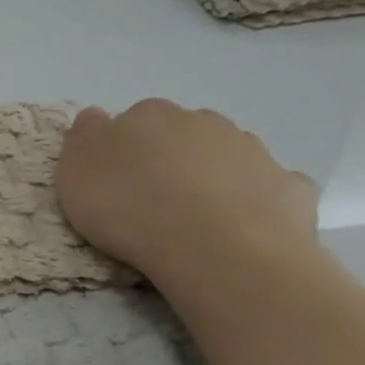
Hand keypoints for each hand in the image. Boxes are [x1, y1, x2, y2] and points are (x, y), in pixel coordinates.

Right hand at [56, 99, 318, 290]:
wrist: (216, 248)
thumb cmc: (130, 207)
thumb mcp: (76, 172)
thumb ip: (84, 138)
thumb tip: (96, 117)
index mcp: (150, 115)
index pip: (132, 120)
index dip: (123, 149)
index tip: (115, 181)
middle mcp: (203, 122)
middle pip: (181, 135)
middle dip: (170, 159)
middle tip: (153, 200)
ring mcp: (252, 151)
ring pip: (225, 156)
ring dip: (212, 176)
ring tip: (195, 219)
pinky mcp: (289, 187)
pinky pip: (267, 187)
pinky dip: (255, 200)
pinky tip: (242, 226)